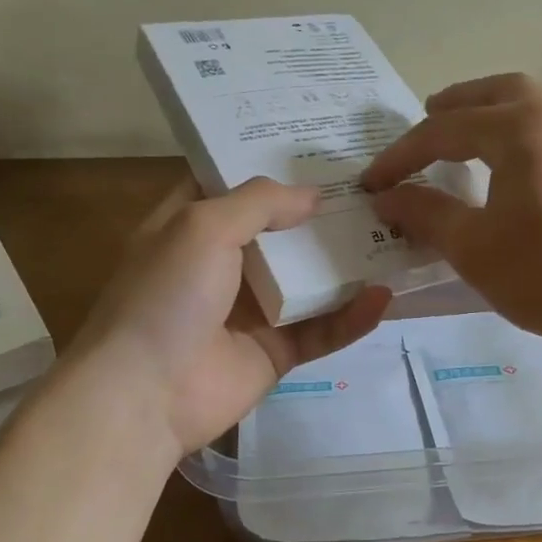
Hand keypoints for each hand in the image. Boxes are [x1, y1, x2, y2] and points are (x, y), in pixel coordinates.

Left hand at [70, 177, 391, 456]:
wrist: (145, 394)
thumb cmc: (167, 294)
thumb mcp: (203, 226)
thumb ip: (260, 202)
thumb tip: (314, 195)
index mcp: (194, 227)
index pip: (236, 185)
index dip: (273, 165)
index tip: (320, 147)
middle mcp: (224, 264)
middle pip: (282, 232)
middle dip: (323, 212)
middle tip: (376, 188)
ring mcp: (252, 311)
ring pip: (309, 281)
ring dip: (347, 263)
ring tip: (395, 236)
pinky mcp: (275, 353)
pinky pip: (321, 330)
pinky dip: (351, 317)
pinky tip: (382, 298)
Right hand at [362, 74, 541, 348]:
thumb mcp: (472, 246)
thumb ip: (425, 213)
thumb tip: (386, 197)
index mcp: (519, 131)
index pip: (444, 131)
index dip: (401, 156)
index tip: (372, 183)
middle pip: (498, 93)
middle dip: (456, 104)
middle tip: (426, 119)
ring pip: (528, 110)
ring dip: (489, 117)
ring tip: (461, 142)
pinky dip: (514, 138)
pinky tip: (506, 173)